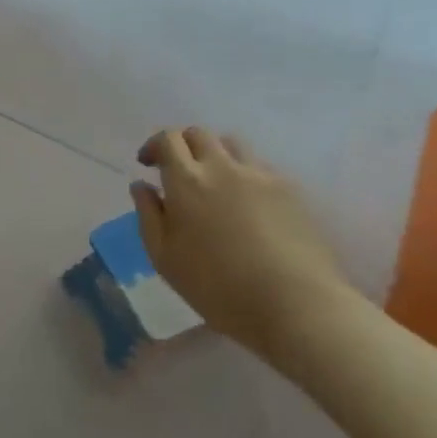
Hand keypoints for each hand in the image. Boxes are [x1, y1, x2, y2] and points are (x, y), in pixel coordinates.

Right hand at [131, 128, 349, 350]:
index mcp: (187, 180)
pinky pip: (260, 167)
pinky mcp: (291, 190)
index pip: (168, 139)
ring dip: (215, 155)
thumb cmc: (216, 286)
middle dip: (183, 145)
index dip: (154, 145)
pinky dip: (244, 174)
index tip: (148, 165)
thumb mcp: (164, 257)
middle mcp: (223, 167)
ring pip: (232, 145)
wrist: (294, 304)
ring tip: (213, 183)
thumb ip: (148, 215)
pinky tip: (245, 205)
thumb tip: (142, 186)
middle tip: (178, 171)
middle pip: (200, 134)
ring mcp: (261, 175)